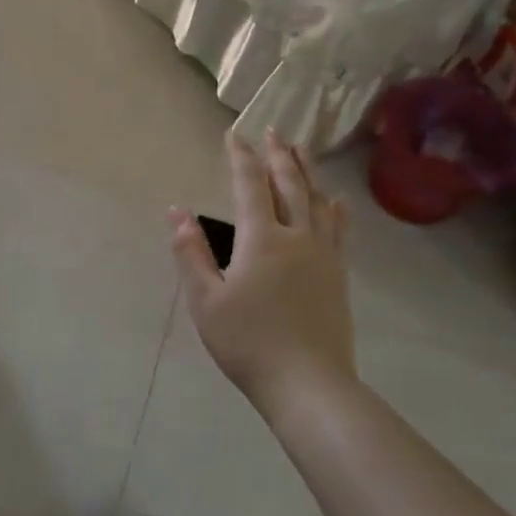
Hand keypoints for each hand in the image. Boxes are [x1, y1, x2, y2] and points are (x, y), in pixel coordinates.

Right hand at [169, 132, 356, 411]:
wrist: (308, 384)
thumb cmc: (248, 342)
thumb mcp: (205, 300)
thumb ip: (190, 252)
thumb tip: (177, 212)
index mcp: (261, 239)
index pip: (250, 185)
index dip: (241, 157)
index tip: (234, 135)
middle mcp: (296, 237)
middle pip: (289, 184)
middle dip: (279, 155)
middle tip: (272, 131)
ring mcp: (323, 255)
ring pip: (317, 201)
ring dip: (307, 172)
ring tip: (302, 150)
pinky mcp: (338, 275)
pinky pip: (338, 228)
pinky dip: (333, 207)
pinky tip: (335, 201)